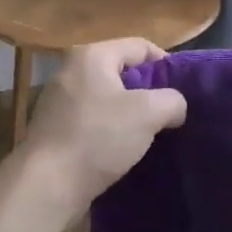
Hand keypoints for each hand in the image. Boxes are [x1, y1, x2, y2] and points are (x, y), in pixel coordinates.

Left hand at [18, 39, 186, 218]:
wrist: (48, 185)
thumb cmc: (99, 137)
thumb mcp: (149, 113)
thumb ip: (172, 101)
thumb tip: (175, 107)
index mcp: (92, 55)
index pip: (141, 47)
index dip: (167, 65)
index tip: (183, 92)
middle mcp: (70, 71)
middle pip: (122, 72)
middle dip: (148, 92)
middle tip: (170, 114)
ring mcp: (58, 101)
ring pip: (107, 99)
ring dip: (130, 115)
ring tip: (151, 135)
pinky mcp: (54, 129)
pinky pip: (92, 121)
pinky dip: (110, 131)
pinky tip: (123, 150)